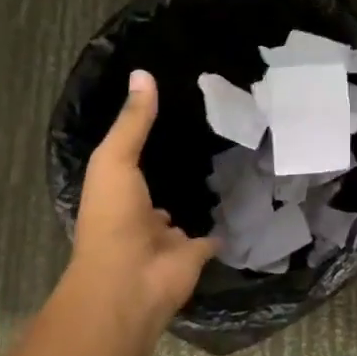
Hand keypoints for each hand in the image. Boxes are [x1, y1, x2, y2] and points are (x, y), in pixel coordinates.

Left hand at [68, 70, 216, 335]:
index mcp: (117, 192)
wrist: (131, 282)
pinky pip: (214, 235)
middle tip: (210, 135)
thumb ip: (133, 122)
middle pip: (161, 186)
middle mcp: (141, 214)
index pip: (134, 160)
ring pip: (186, 210)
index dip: (150, 139)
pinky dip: (225, 225)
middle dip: (178, 168)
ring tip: (229, 162)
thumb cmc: (114, 218)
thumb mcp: (116, 161)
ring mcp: (168, 238)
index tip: (176, 111)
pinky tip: (243, 203)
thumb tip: (144, 73)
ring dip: (200, 195)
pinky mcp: (196, 253)